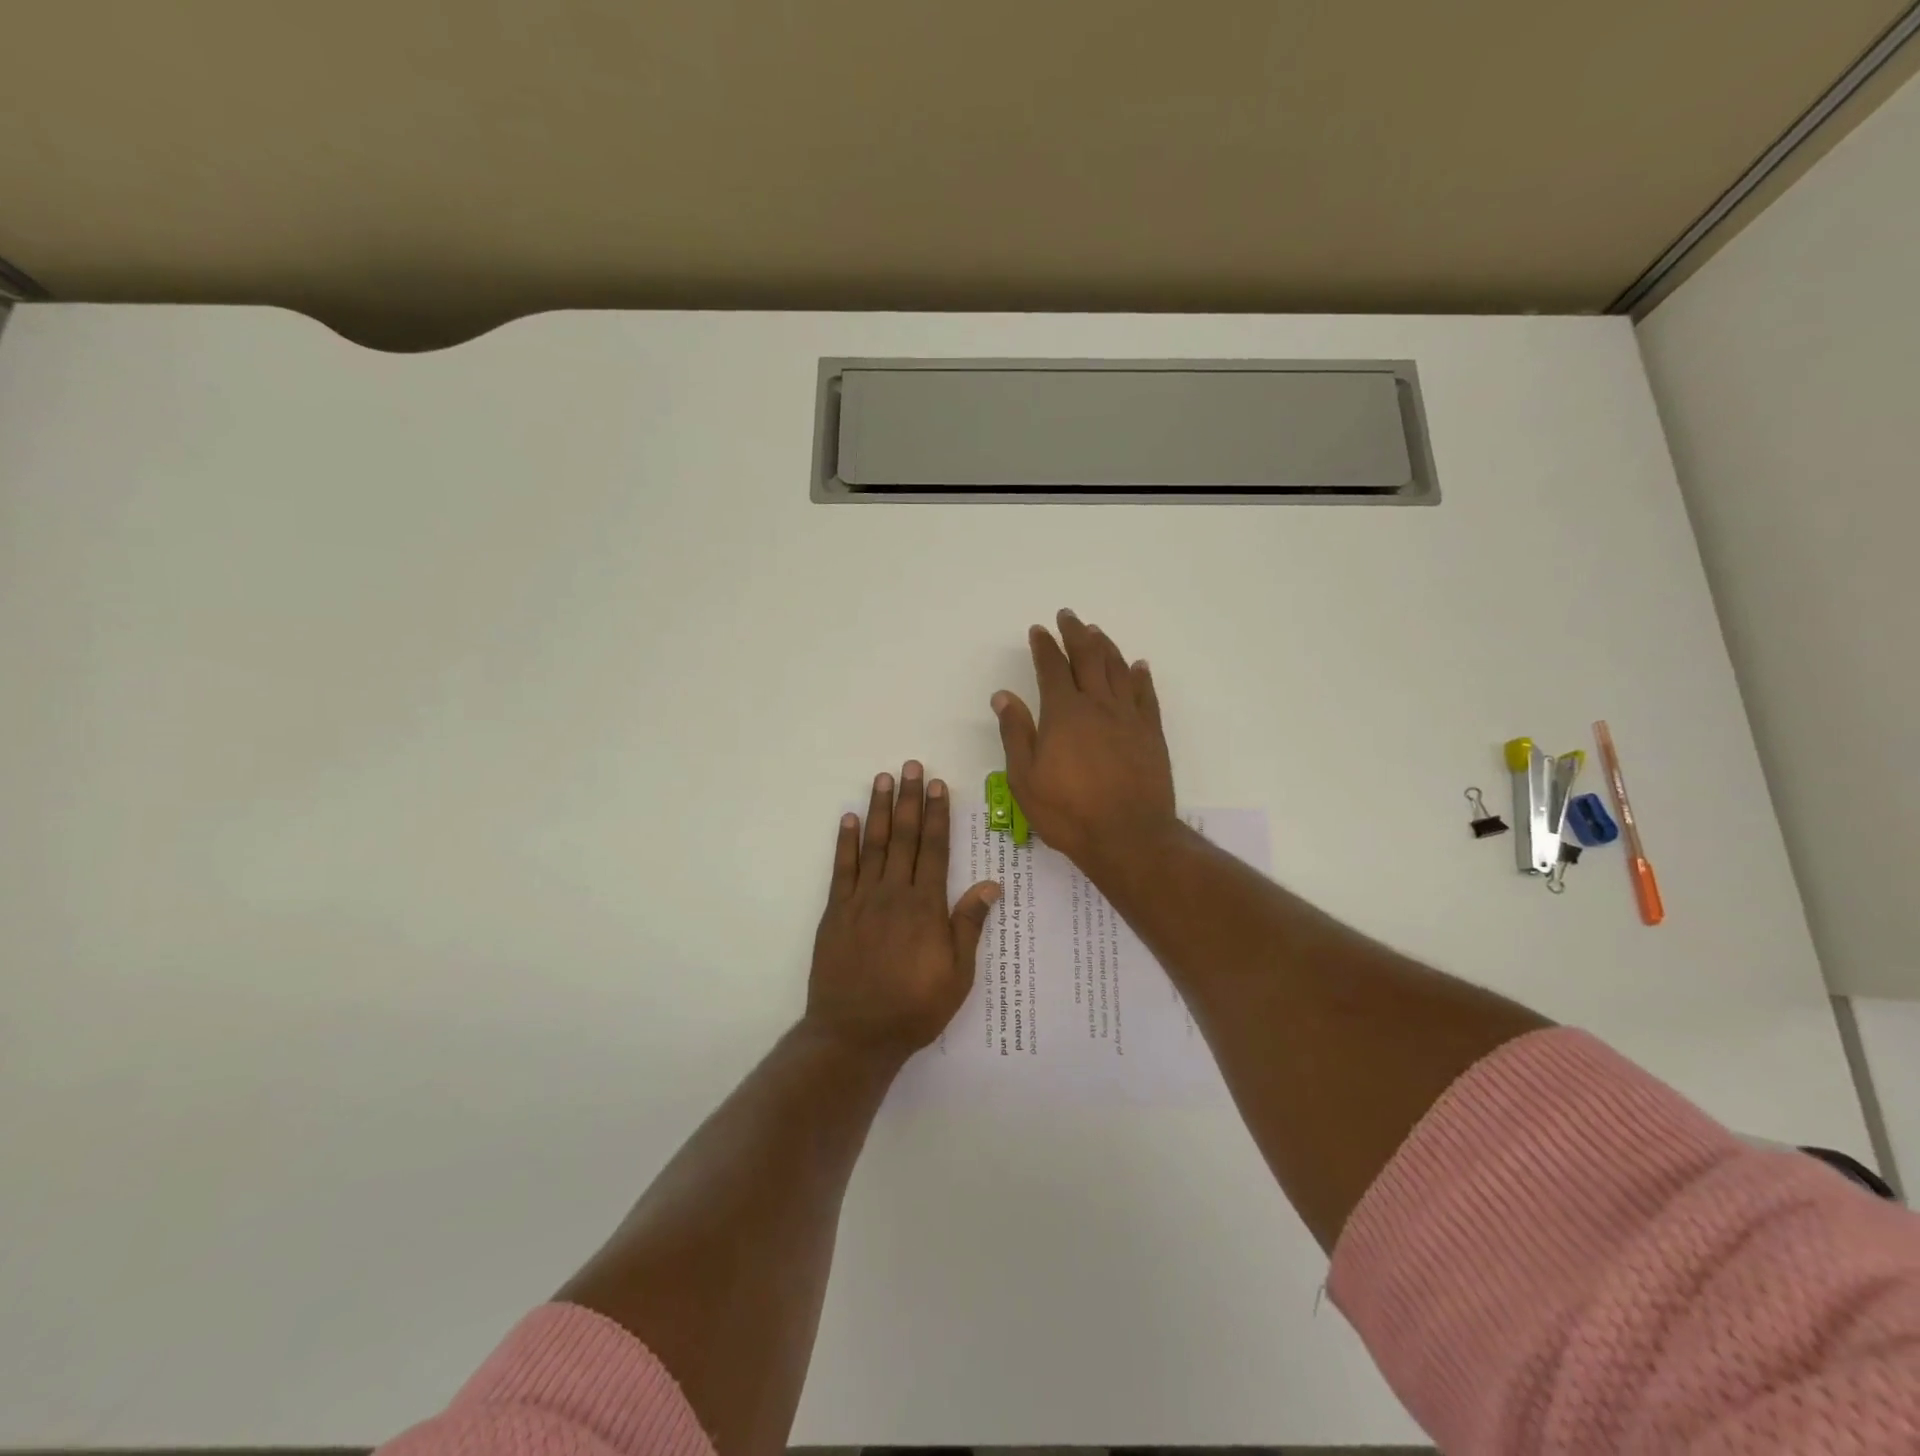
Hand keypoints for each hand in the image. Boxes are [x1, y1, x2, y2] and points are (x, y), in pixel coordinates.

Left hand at [807, 762, 1000, 1057]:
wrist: (855, 1034)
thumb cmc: (914, 1008)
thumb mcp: (957, 975)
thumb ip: (969, 925)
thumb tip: (990, 884)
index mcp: (926, 907)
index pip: (934, 849)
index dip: (937, 815)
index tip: (937, 785)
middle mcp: (894, 894)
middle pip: (903, 837)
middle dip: (908, 799)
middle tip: (911, 766)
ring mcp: (861, 900)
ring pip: (873, 845)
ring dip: (879, 809)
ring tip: (883, 779)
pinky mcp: (836, 912)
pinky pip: (842, 869)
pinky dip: (846, 842)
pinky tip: (849, 819)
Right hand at [992, 609, 1177, 875]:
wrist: (1129, 837)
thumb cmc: (1068, 812)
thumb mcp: (1025, 778)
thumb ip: (1015, 733)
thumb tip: (1003, 696)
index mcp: (1064, 713)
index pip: (1052, 668)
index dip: (1044, 646)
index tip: (1039, 630)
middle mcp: (1098, 705)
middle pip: (1088, 657)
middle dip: (1076, 633)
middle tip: (1068, 616)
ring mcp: (1129, 717)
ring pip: (1118, 669)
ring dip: (1106, 646)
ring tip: (1097, 632)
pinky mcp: (1151, 734)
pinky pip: (1146, 694)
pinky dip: (1140, 676)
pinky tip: (1138, 666)